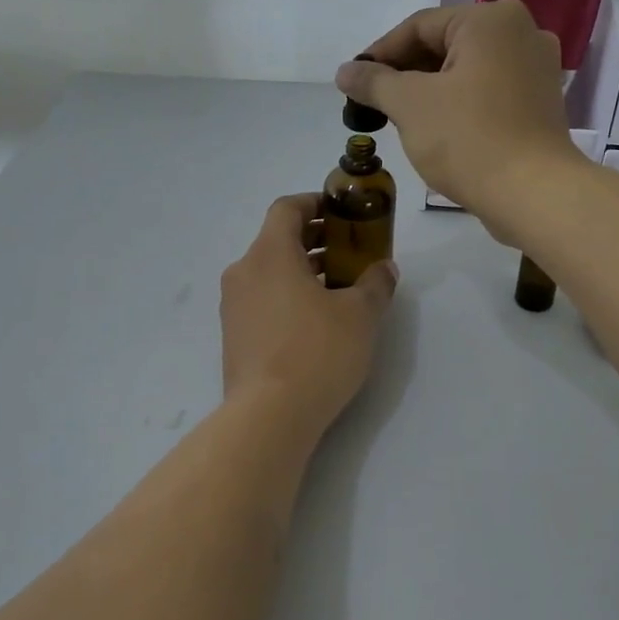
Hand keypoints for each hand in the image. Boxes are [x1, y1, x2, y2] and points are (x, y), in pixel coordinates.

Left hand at [220, 195, 397, 434]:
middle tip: (351, 251)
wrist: (269, 416)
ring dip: (303, 270)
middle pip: (278, 240)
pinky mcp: (234, 336)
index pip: (287, 208)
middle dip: (316, 240)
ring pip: (270, 272)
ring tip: (340, 288)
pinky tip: (316, 321)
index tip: (342, 212)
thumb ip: (375, 284)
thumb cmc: (317, 352)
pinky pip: (262, 300)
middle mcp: (243, 272)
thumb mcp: (360, 315)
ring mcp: (234, 306)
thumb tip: (384, 269)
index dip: (315, 203)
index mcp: (269, 254)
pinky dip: (288, 296)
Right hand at [334, 0, 585, 235]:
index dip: (380, 53)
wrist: (532, 194)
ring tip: (399, 119)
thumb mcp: (410, 105)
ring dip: (430, 91)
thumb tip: (345, 71)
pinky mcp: (540, 104)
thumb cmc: (468, 139)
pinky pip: (488, 93)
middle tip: (373, 103)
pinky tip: (436, 130)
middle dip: (405, 74)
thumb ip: (374, 82)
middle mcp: (522, 32)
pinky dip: (459, 105)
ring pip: (467, 71)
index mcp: (491, 20)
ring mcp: (537, 70)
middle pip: (446, 45)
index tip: (354, 82)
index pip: (420, 26)